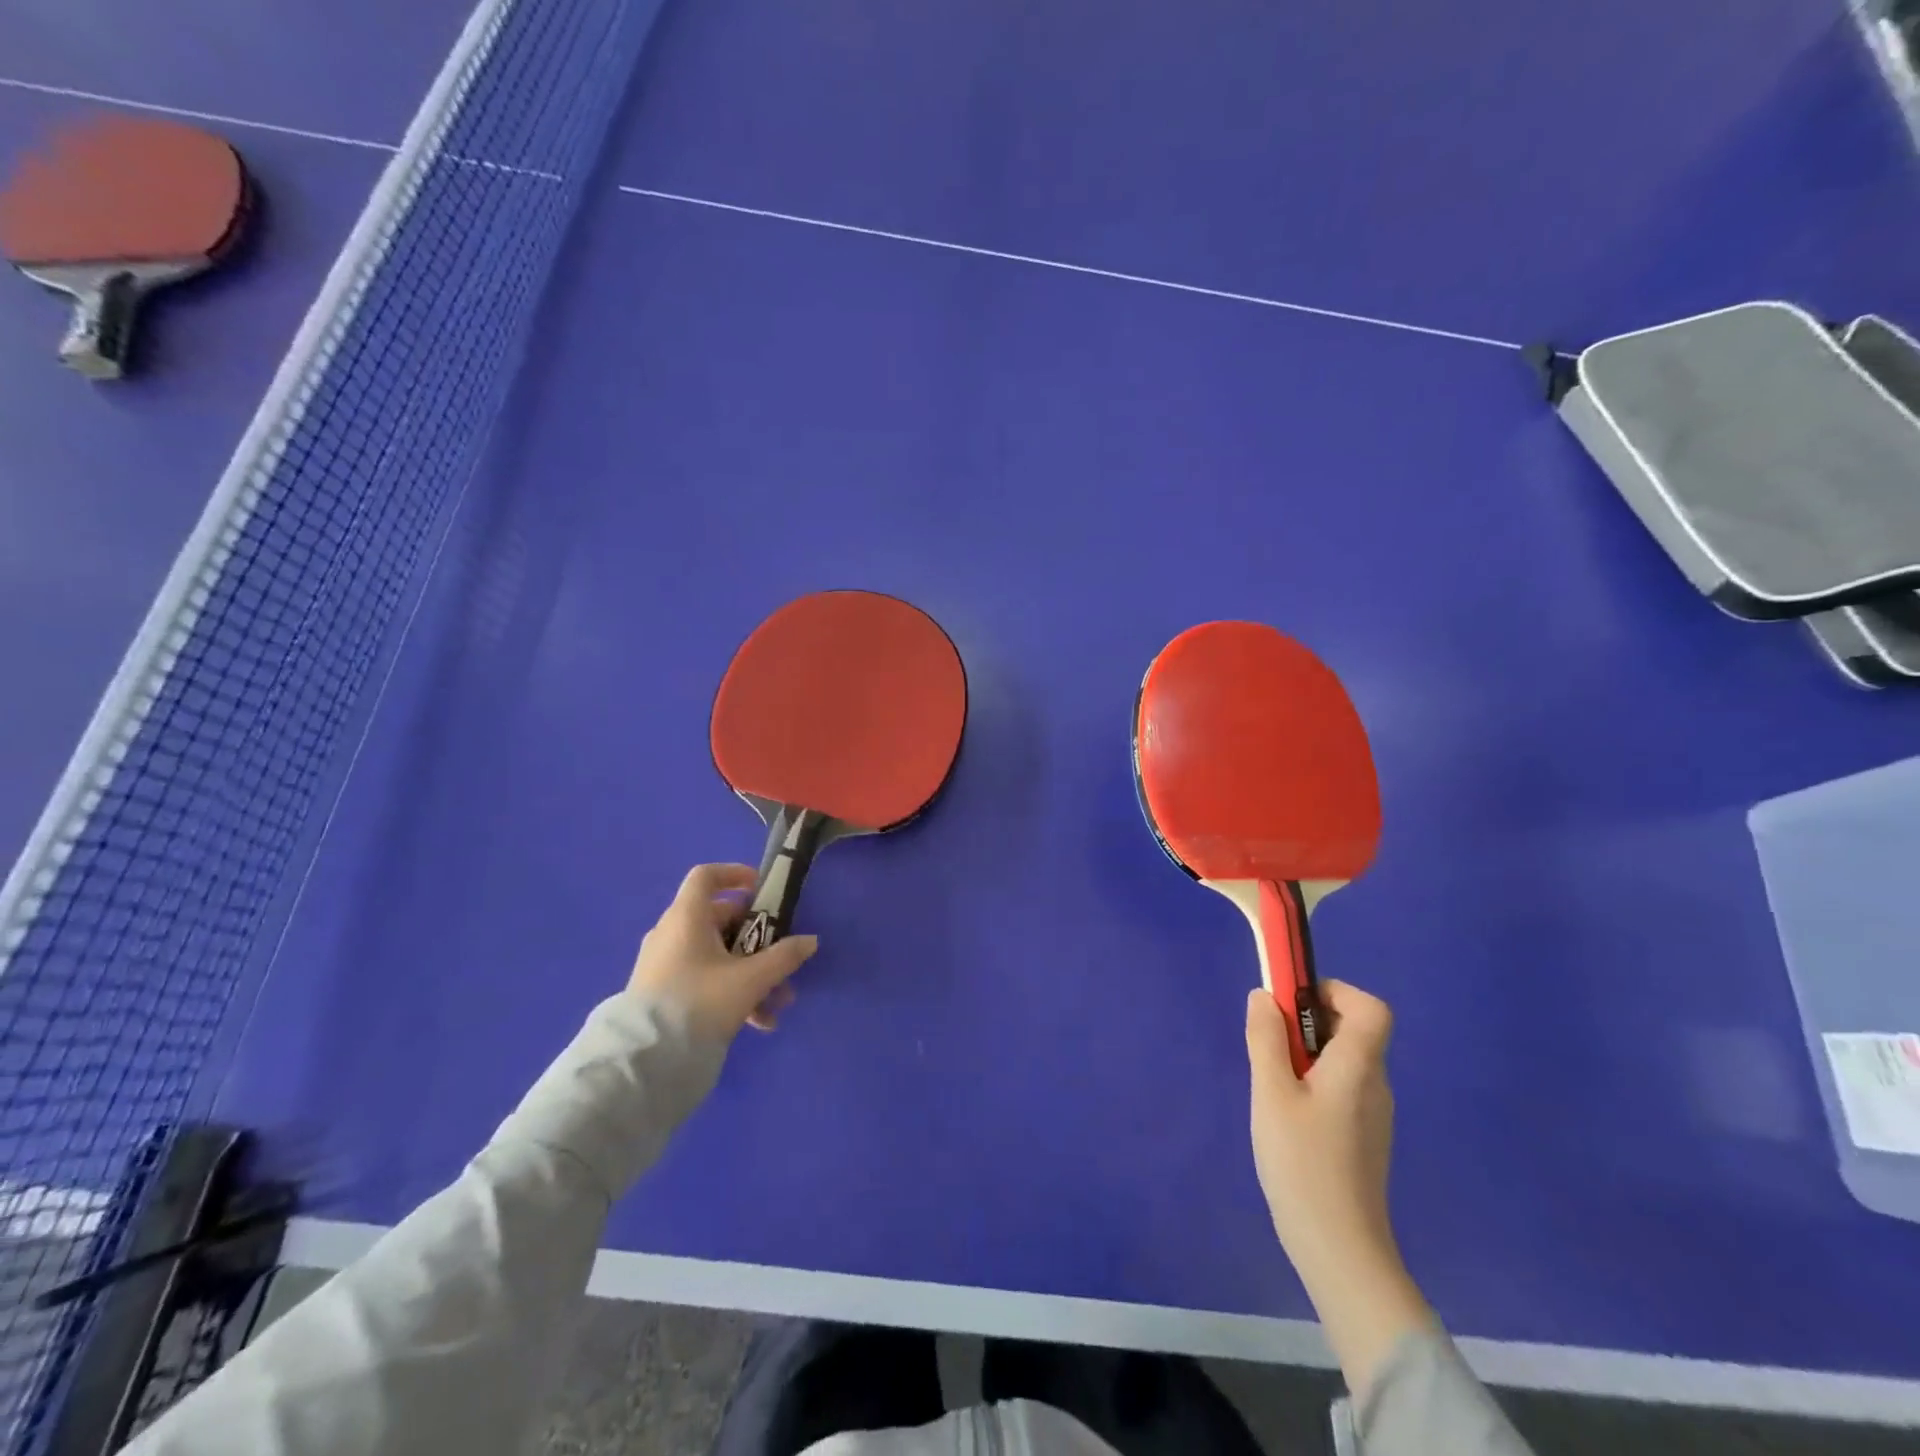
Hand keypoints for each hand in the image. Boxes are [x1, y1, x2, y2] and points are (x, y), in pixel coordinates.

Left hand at [628, 864, 818, 1039]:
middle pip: (721, 920)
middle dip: (758, 941)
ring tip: (777, 1003)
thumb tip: (810, 941)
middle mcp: (672, 933)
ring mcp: (664, 963)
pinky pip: (703, 979)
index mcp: (687, 917)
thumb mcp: (751, 979)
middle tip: (782, 961)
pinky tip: (758, 1023)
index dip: (735, 874)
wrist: (647, 1060)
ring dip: (751, 973)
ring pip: (716, 955)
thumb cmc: (700, 1002)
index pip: (706, 876)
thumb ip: (784, 957)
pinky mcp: (662, 991)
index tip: (762, 889)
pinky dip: (731, 991)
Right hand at [1247, 980, 1430, 1394]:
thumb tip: (1264, 996)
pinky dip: (1313, 1082)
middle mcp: (1375, 1083)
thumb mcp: (1271, 1092)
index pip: (1372, 1008)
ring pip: (1343, 1060)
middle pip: (1354, 1030)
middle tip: (1269, 1044)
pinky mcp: (1363, 1137)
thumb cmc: (1303, 1162)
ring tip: (1272, 1084)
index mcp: (1359, 1066)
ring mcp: (1372, 1113)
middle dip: (1308, 1022)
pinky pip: (1341, 1087)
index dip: (1336, 992)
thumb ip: (1266, 1038)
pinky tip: (1286, 1115)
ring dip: (1307, 1053)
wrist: (1340, 1248)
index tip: (1293, 1003)